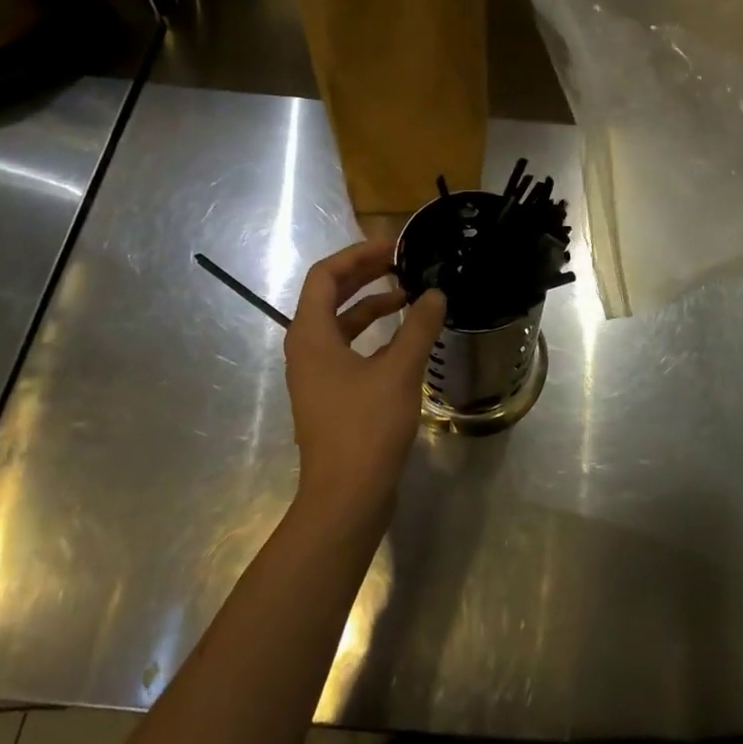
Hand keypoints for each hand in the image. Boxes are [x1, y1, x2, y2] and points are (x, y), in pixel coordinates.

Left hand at [284, 240, 446, 530]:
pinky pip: (350, 350)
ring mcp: (317, 374)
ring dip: (372, 305)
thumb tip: (436, 293)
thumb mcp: (399, 370)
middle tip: (403, 262)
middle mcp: (307, 348)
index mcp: (310, 334)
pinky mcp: (331, 396)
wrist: (346, 497)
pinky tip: (406, 339)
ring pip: (342, 325)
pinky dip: (374, 336)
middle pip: (331, 296)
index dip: (358, 254)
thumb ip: (419, 326)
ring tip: (409, 296)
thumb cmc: (366, 427)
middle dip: (366, 275)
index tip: (393, 246)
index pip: (325, 275)